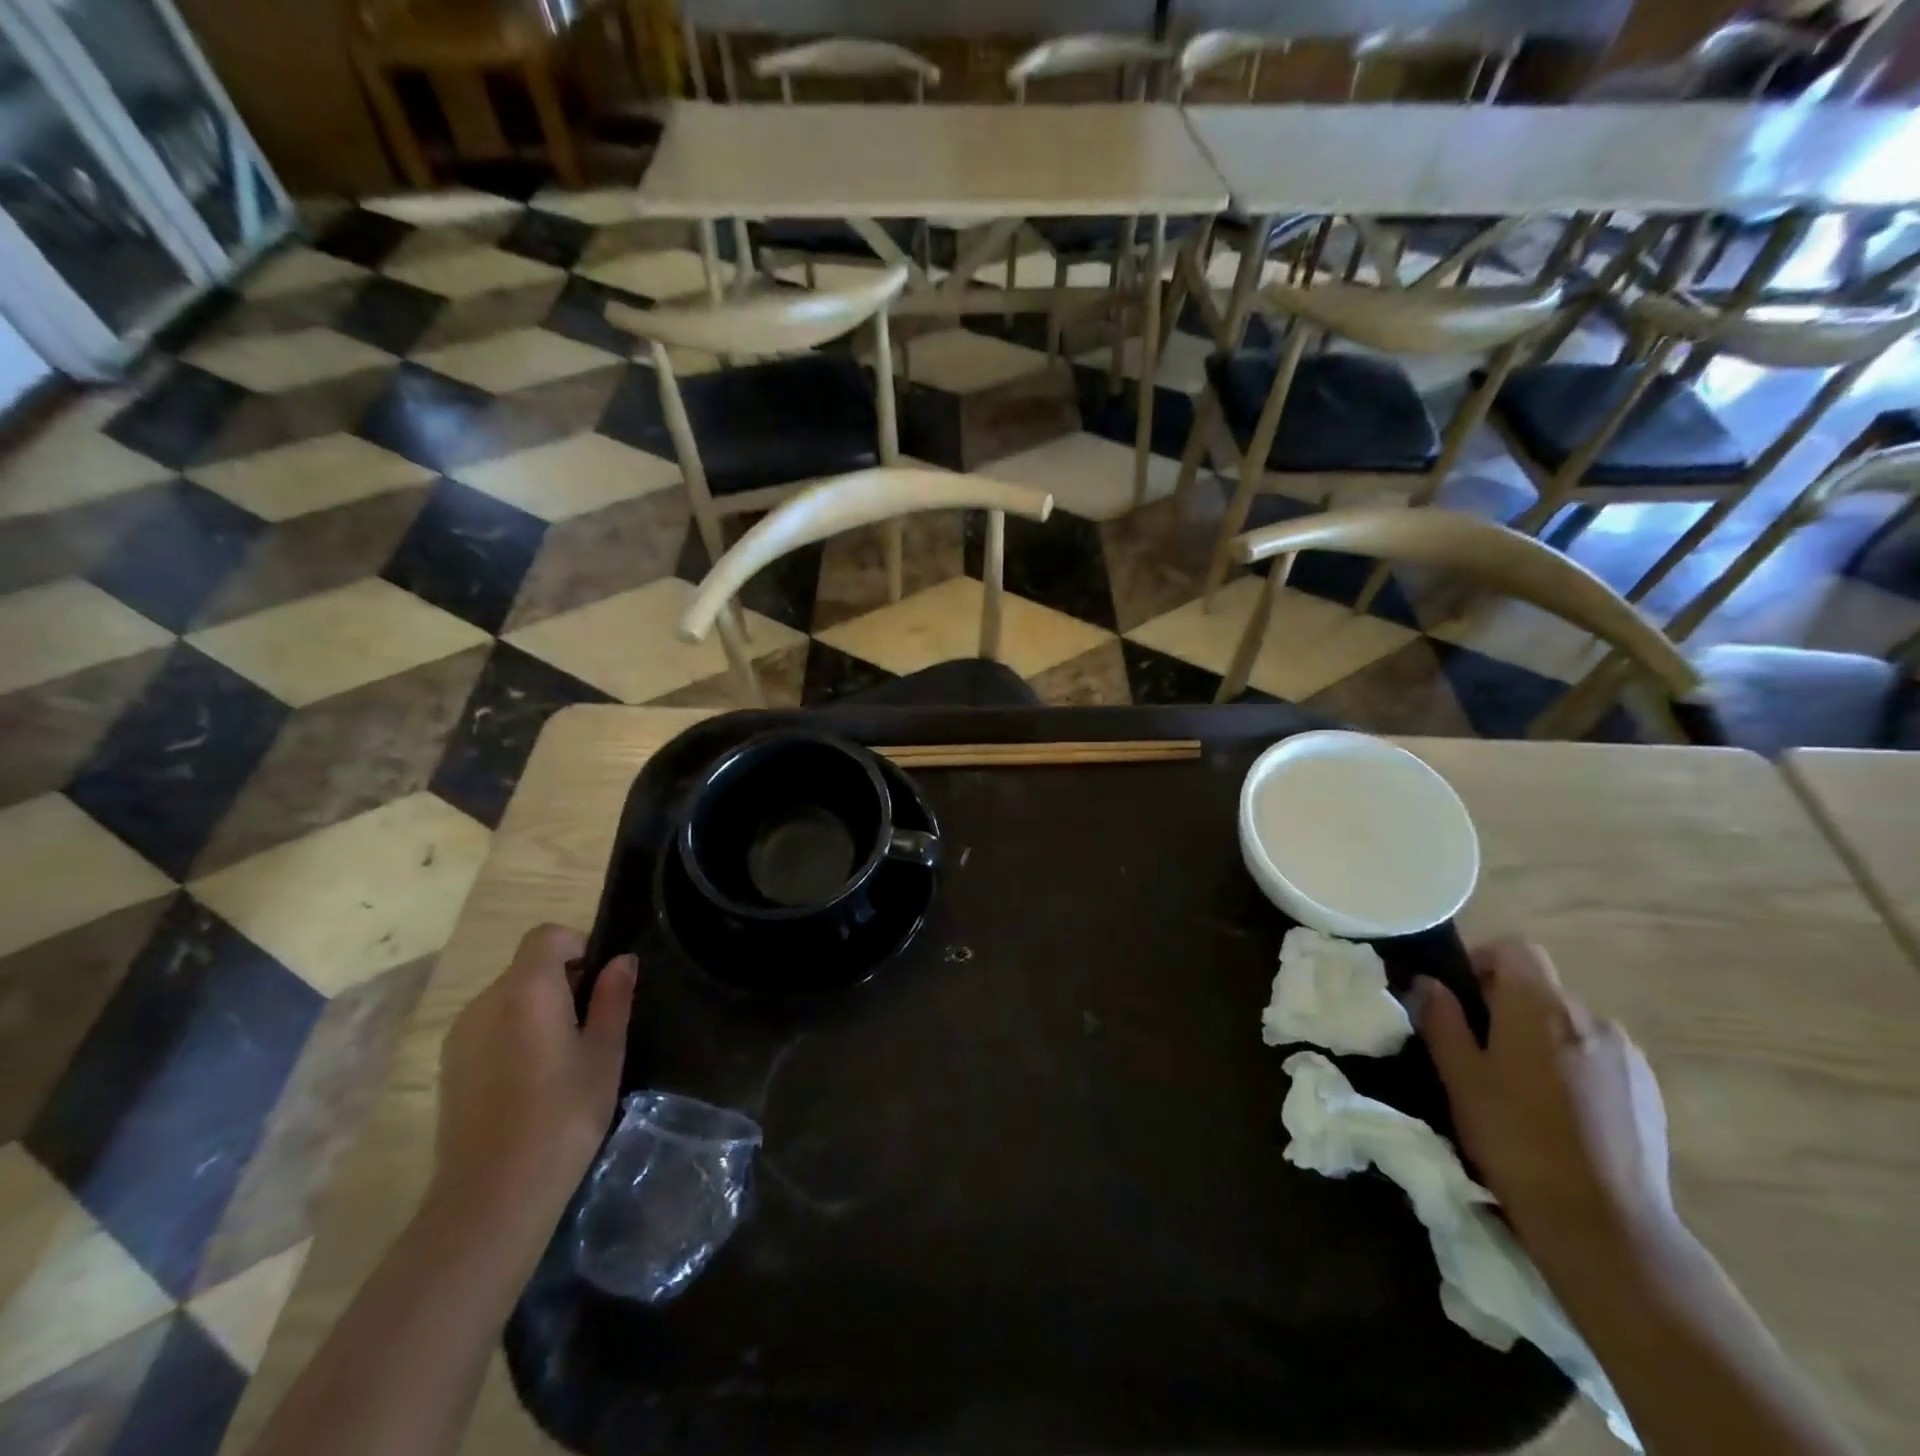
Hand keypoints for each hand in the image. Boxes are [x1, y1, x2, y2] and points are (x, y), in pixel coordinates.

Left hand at [430, 925, 636, 1242]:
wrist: (492, 1195)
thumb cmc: (563, 1116)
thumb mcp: (605, 1054)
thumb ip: (614, 999)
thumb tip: (622, 961)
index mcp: (527, 990)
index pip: (547, 936)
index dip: (577, 945)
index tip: (600, 981)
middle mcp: (485, 1001)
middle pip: (527, 966)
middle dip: (562, 980)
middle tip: (592, 1024)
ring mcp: (460, 1035)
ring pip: (508, 997)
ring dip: (538, 1007)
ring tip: (563, 1055)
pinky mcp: (448, 1066)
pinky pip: (489, 1026)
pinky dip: (514, 1032)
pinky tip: (532, 1079)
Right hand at [1420, 940, 1673, 1254]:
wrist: (1605, 1226)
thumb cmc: (1515, 1139)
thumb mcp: (1460, 1077)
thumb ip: (1442, 1020)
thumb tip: (1429, 983)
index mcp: (1540, 1007)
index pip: (1515, 950)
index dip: (1484, 961)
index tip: (1462, 997)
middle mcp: (1591, 1017)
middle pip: (1542, 989)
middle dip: (1509, 1006)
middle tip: (1481, 1049)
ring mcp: (1628, 1056)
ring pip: (1571, 1024)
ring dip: (1543, 1038)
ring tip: (1522, 1087)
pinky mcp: (1650, 1092)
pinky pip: (1600, 1056)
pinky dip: (1574, 1066)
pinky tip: (1561, 1112)